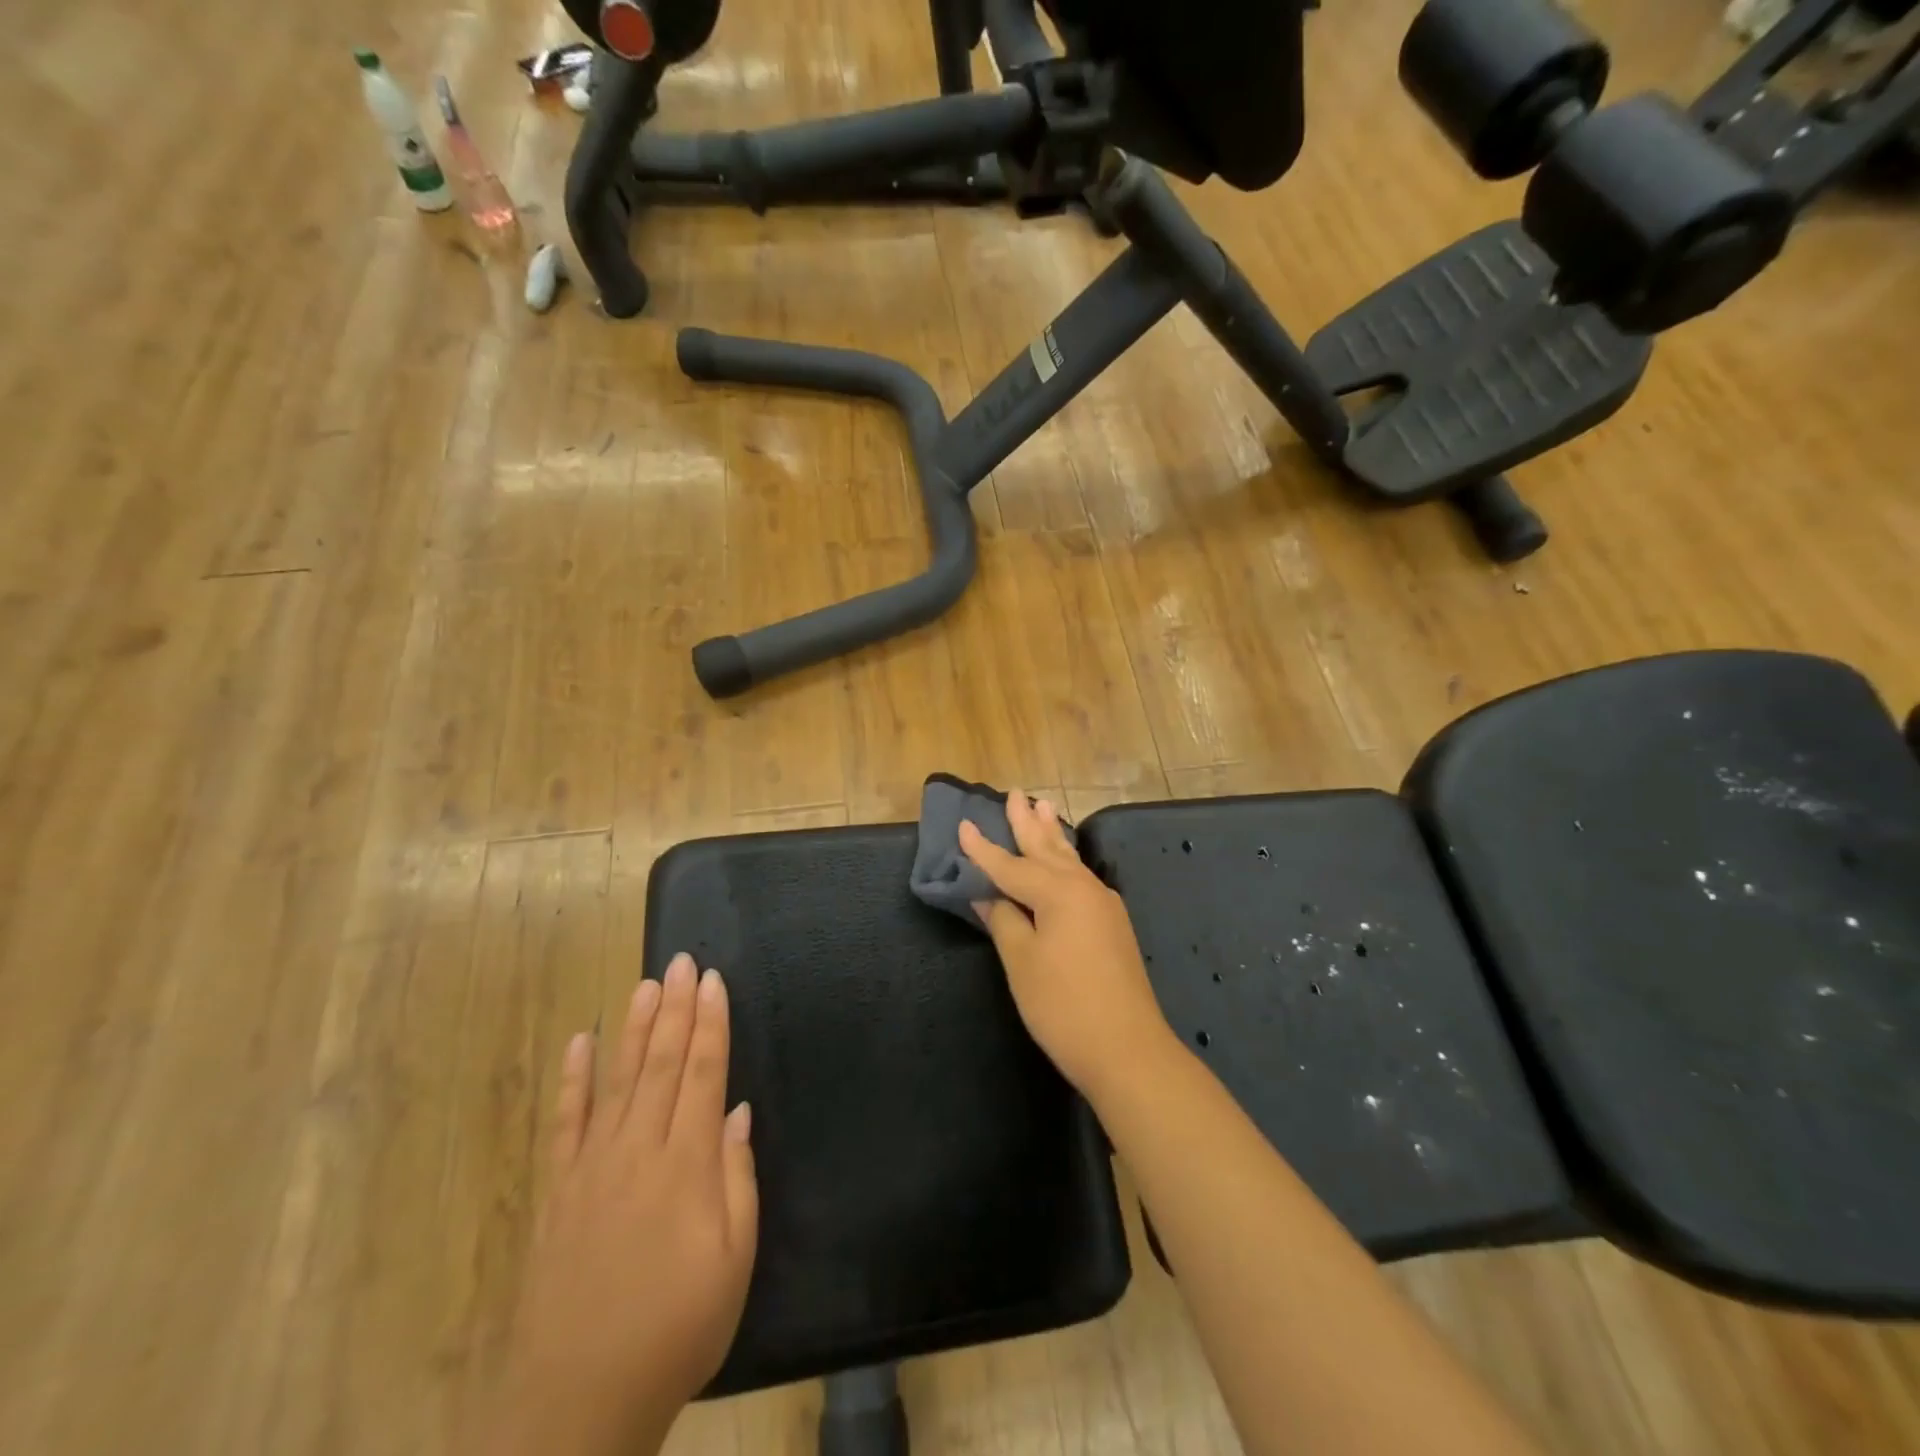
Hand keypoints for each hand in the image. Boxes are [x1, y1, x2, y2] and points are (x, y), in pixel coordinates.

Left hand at [478, 954, 758, 1455]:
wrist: (577, 1404)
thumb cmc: (676, 1330)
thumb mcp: (734, 1260)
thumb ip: (737, 1177)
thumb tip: (737, 1111)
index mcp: (687, 1164)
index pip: (703, 1073)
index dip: (711, 1023)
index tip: (713, 981)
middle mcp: (639, 1150)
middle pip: (663, 1063)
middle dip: (676, 1008)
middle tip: (682, 962)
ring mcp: (593, 1167)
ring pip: (619, 1080)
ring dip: (634, 1028)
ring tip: (646, 984)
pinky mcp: (559, 1191)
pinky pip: (566, 1123)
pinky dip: (573, 1079)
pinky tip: (579, 1043)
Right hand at [959, 793, 1174, 1097]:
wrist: (1128, 1049)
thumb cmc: (1064, 1006)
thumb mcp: (1022, 963)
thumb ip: (1004, 921)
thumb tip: (987, 895)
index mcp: (1058, 892)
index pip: (1011, 865)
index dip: (983, 849)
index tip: (964, 824)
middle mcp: (1084, 888)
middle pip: (1047, 849)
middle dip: (1027, 823)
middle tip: (1016, 793)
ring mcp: (1103, 905)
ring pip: (1070, 860)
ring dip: (1052, 835)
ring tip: (1044, 807)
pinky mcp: (1112, 924)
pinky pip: (1081, 877)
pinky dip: (1066, 861)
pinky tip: (1066, 860)